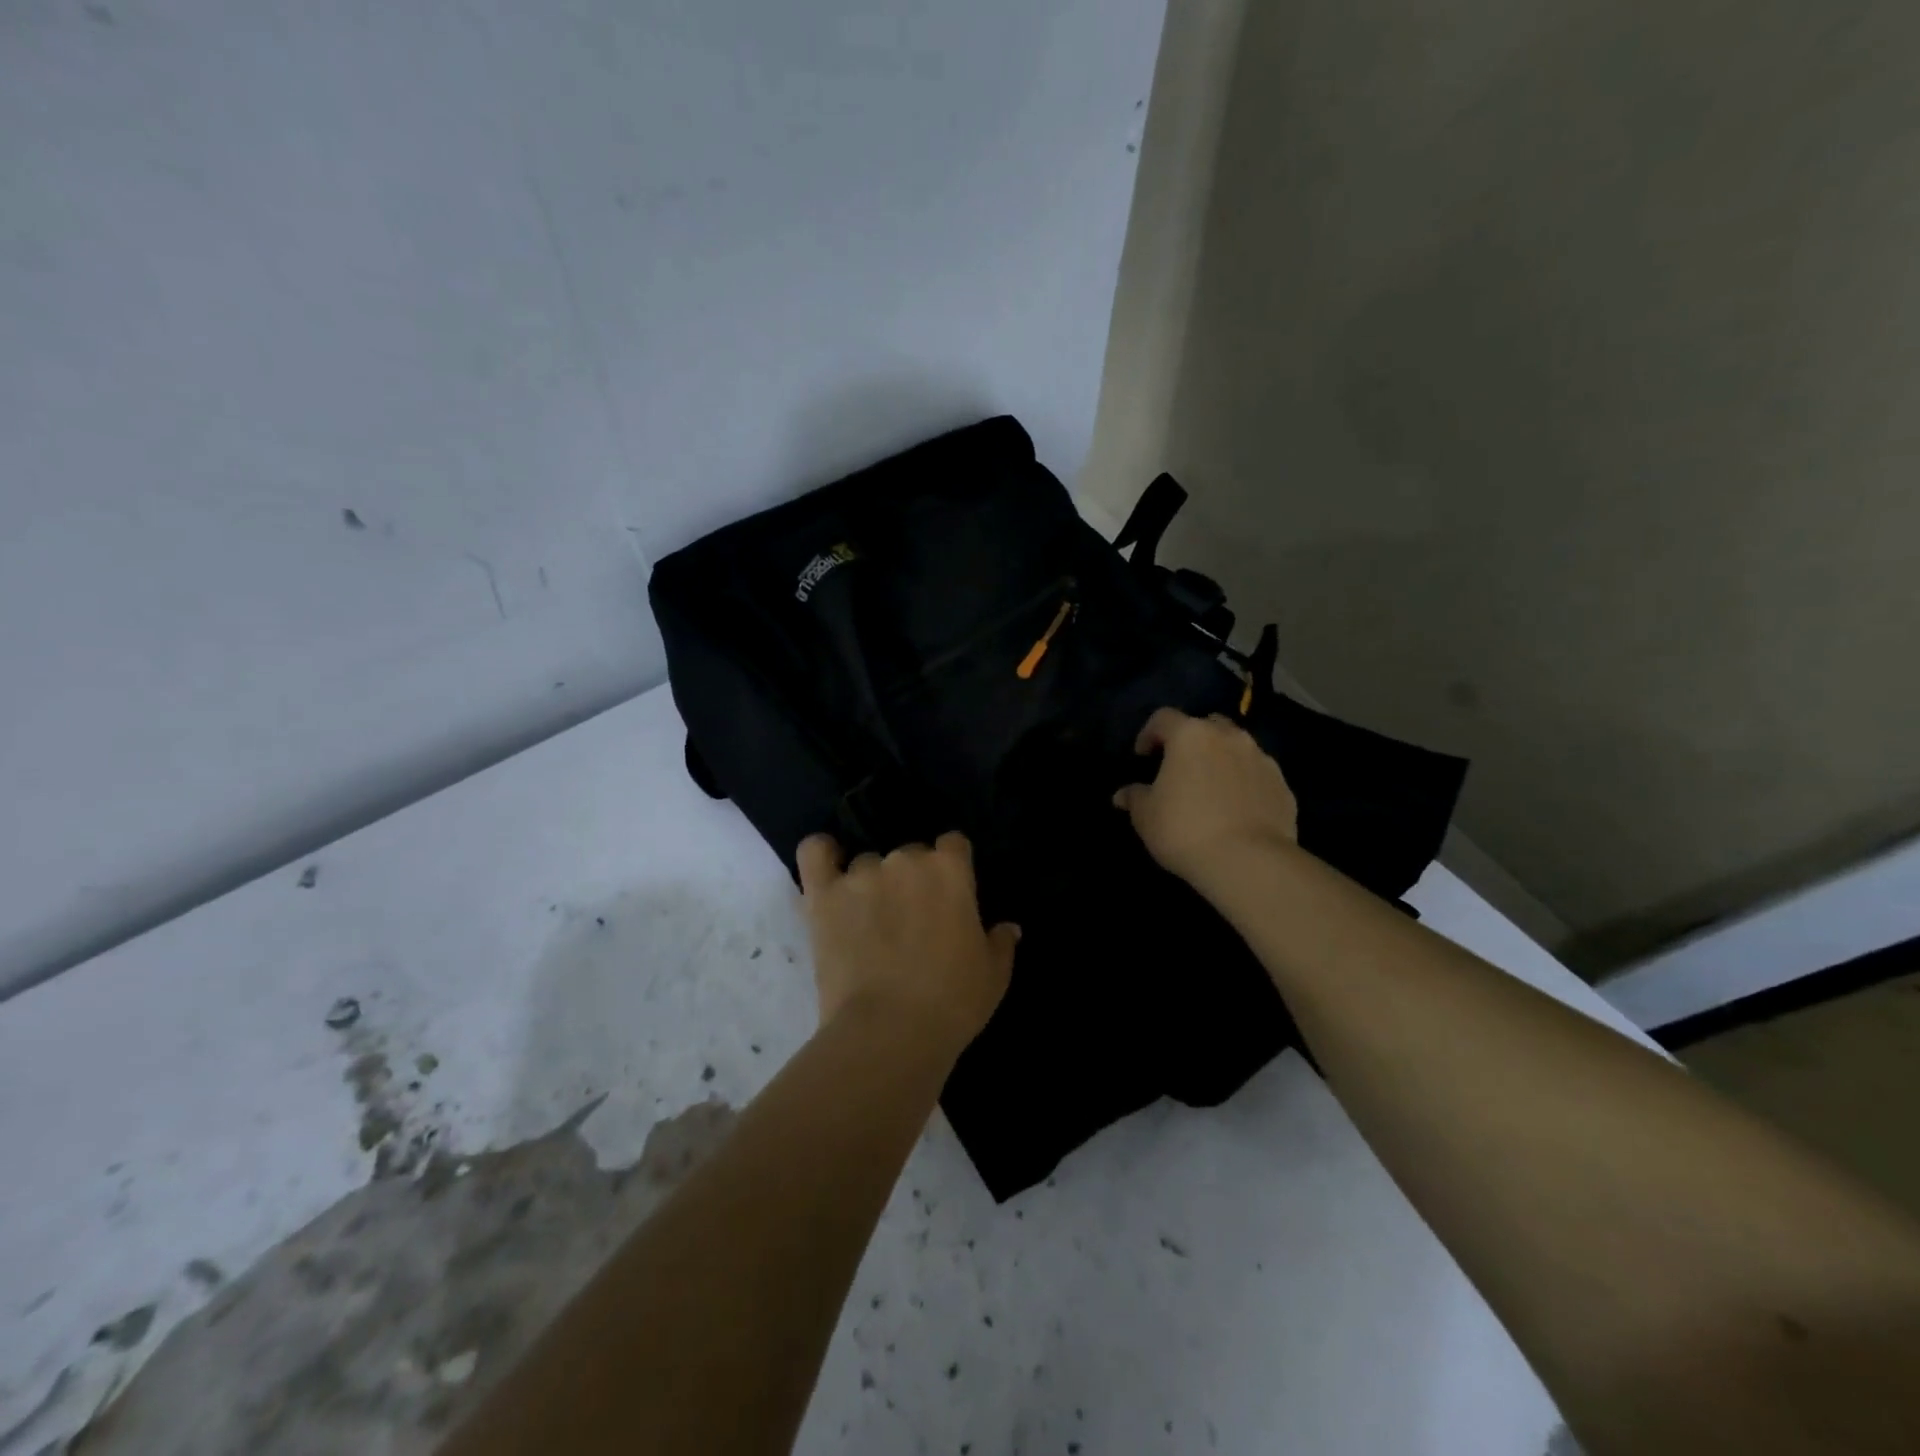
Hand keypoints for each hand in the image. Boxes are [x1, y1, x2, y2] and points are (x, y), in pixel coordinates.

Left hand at [796, 833, 1018, 1056]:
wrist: (891, 1031)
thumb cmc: (953, 1002)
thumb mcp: (993, 975)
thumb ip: (1000, 943)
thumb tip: (1008, 928)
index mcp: (950, 870)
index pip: (954, 845)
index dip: (953, 867)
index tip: (951, 896)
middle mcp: (906, 861)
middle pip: (911, 854)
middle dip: (913, 880)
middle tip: (912, 921)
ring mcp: (861, 875)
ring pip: (868, 863)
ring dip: (872, 884)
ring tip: (870, 923)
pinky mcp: (824, 895)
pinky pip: (816, 853)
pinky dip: (822, 853)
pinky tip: (829, 863)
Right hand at [1113, 707, 1298, 891]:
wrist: (1249, 861)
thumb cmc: (1185, 829)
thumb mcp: (1146, 816)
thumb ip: (1134, 797)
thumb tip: (1123, 794)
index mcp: (1190, 735)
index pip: (1163, 718)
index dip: (1149, 734)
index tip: (1143, 757)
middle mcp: (1228, 737)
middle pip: (1206, 724)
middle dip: (1192, 741)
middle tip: (1180, 768)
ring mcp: (1261, 758)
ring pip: (1236, 747)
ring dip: (1221, 759)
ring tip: (1211, 788)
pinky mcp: (1282, 785)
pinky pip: (1257, 774)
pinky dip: (1245, 782)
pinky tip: (1236, 808)